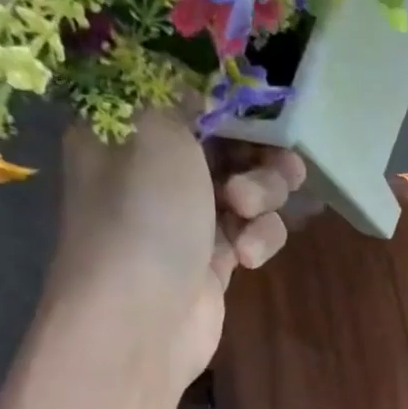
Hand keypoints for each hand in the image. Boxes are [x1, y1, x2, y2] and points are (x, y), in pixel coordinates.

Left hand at [55, 110, 304, 378]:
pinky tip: (247, 257)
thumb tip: (201, 89)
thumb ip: (184, 95)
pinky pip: (253, 232)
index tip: (264, 107)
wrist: (141, 319)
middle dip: (260, 153)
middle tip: (279, 163)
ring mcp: (186, 217)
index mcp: (127, 129)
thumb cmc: (144, 215)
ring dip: (263, 196)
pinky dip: (258, 239)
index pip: (186, 96)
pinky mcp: (215, 258)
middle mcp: (154, 169)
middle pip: (229, 142)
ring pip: (249, 187)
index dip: (230, 100)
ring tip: (248, 213)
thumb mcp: (158, 130)